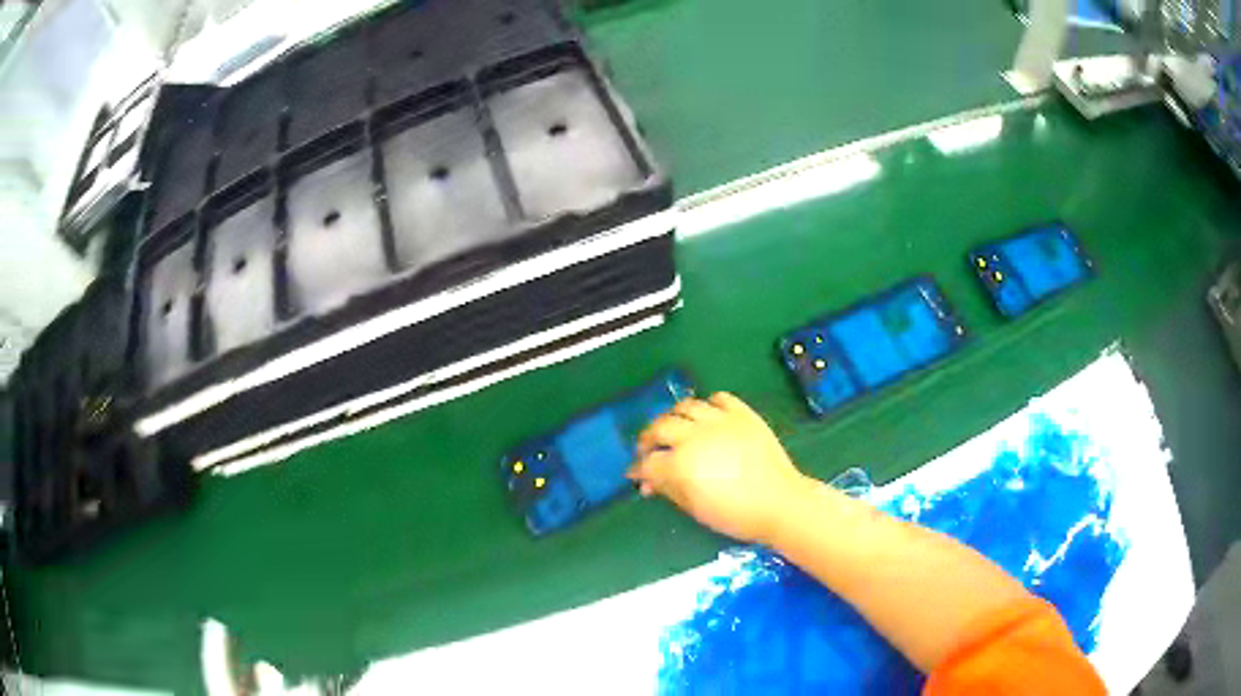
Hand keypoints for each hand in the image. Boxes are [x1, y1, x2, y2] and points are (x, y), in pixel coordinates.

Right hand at [627, 392, 809, 544]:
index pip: (648, 462)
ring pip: (686, 406)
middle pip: (660, 427)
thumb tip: (650, 484)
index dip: (637, 470)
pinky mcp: (743, 414)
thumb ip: (669, 490)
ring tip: (675, 428)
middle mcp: (695, 436)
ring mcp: (720, 421)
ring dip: (674, 417)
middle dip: (648, 439)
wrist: (781, 503)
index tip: (636, 476)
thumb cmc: (736, 515)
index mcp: (681, 464)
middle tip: (648, 449)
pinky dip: (709, 405)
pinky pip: (719, 399)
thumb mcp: (696, 509)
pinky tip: (708, 417)